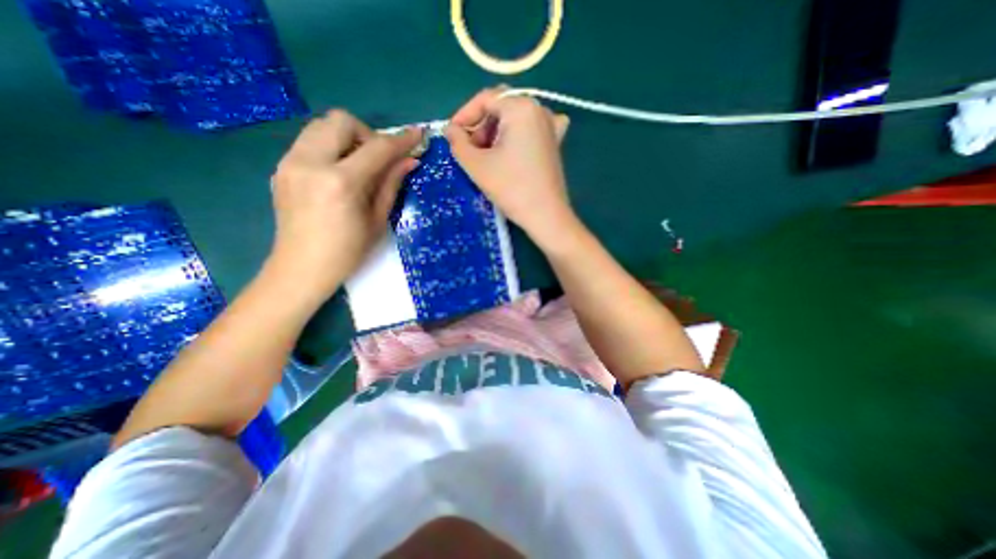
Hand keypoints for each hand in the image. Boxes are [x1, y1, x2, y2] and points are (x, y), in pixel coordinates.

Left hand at [269, 110, 418, 301]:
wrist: (301, 268)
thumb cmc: (348, 251)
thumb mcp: (377, 220)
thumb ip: (392, 184)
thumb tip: (410, 161)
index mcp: (341, 183)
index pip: (377, 149)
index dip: (400, 140)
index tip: (417, 134)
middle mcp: (311, 163)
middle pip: (341, 121)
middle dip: (367, 134)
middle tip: (378, 160)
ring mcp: (290, 162)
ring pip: (321, 125)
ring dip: (347, 138)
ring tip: (358, 166)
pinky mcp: (281, 167)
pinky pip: (309, 141)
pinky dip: (330, 148)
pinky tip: (338, 173)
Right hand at [445, 87, 576, 248]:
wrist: (545, 215)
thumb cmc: (511, 188)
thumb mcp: (477, 165)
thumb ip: (457, 143)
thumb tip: (450, 130)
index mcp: (521, 107)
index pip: (485, 99)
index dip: (464, 115)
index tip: (451, 135)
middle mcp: (539, 109)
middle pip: (501, 107)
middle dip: (481, 126)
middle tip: (470, 150)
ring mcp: (551, 126)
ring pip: (515, 119)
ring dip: (497, 132)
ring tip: (487, 155)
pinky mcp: (555, 143)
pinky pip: (533, 129)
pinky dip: (519, 134)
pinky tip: (515, 145)